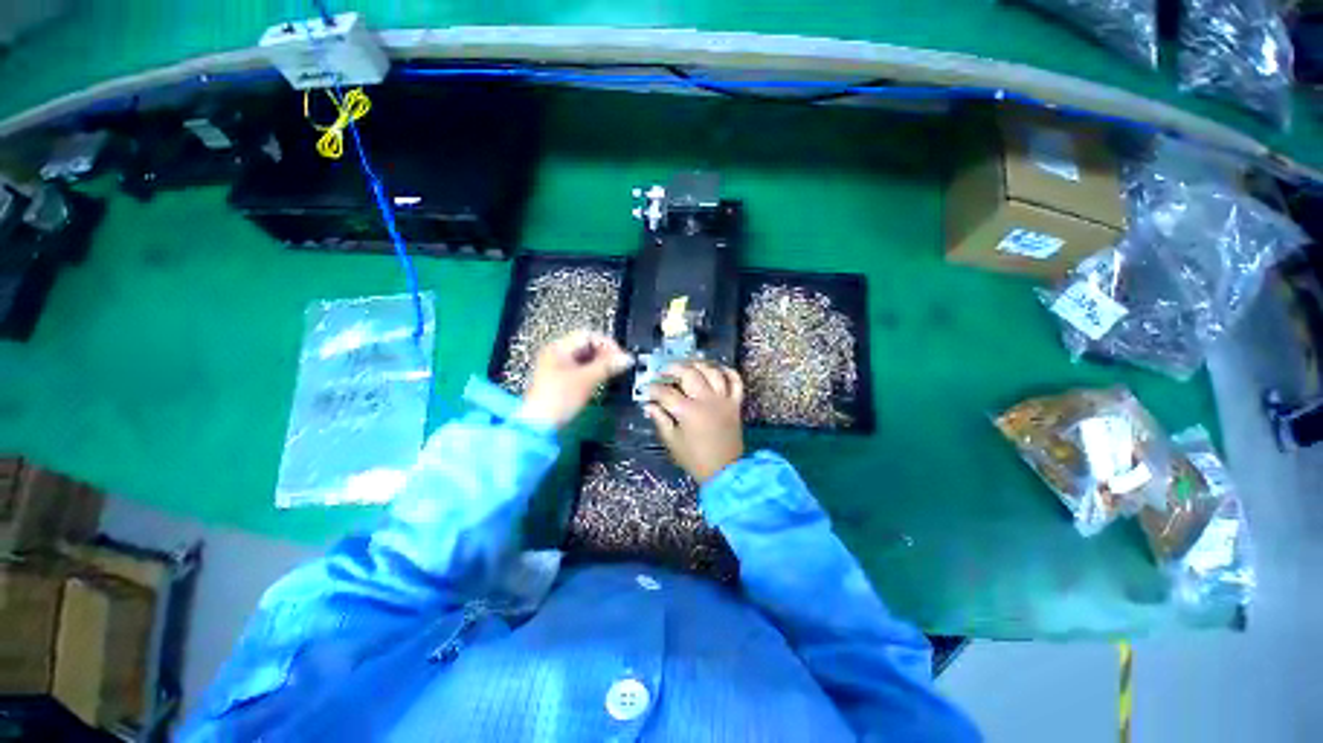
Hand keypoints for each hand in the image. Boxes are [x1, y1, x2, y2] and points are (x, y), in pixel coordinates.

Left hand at [522, 332, 633, 428]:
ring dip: (599, 364)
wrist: (539, 426)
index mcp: (558, 348)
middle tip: (617, 365)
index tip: (620, 357)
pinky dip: (592, 372)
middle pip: (586, 346)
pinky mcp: (559, 381)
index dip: (607, 344)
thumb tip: (627, 358)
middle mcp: (555, 354)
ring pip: (584, 358)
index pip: (588, 335)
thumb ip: (608, 366)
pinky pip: (580, 370)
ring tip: (610, 373)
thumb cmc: (557, 400)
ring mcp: (556, 367)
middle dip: (604, 354)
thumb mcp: (587, 379)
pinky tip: (599, 380)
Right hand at [645, 361, 744, 483]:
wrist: (725, 471)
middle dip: (673, 368)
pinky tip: (717, 369)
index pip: (666, 392)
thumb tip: (649, 405)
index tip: (647, 389)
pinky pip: (736, 381)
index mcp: (688, 412)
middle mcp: (706, 400)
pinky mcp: (736, 403)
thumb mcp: (672, 442)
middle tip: (664, 371)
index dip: (654, 388)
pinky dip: (728, 371)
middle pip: (689, 373)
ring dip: (698, 364)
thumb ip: (660, 420)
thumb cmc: (695, 459)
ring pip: (712, 371)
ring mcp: (723, 400)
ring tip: (688, 365)